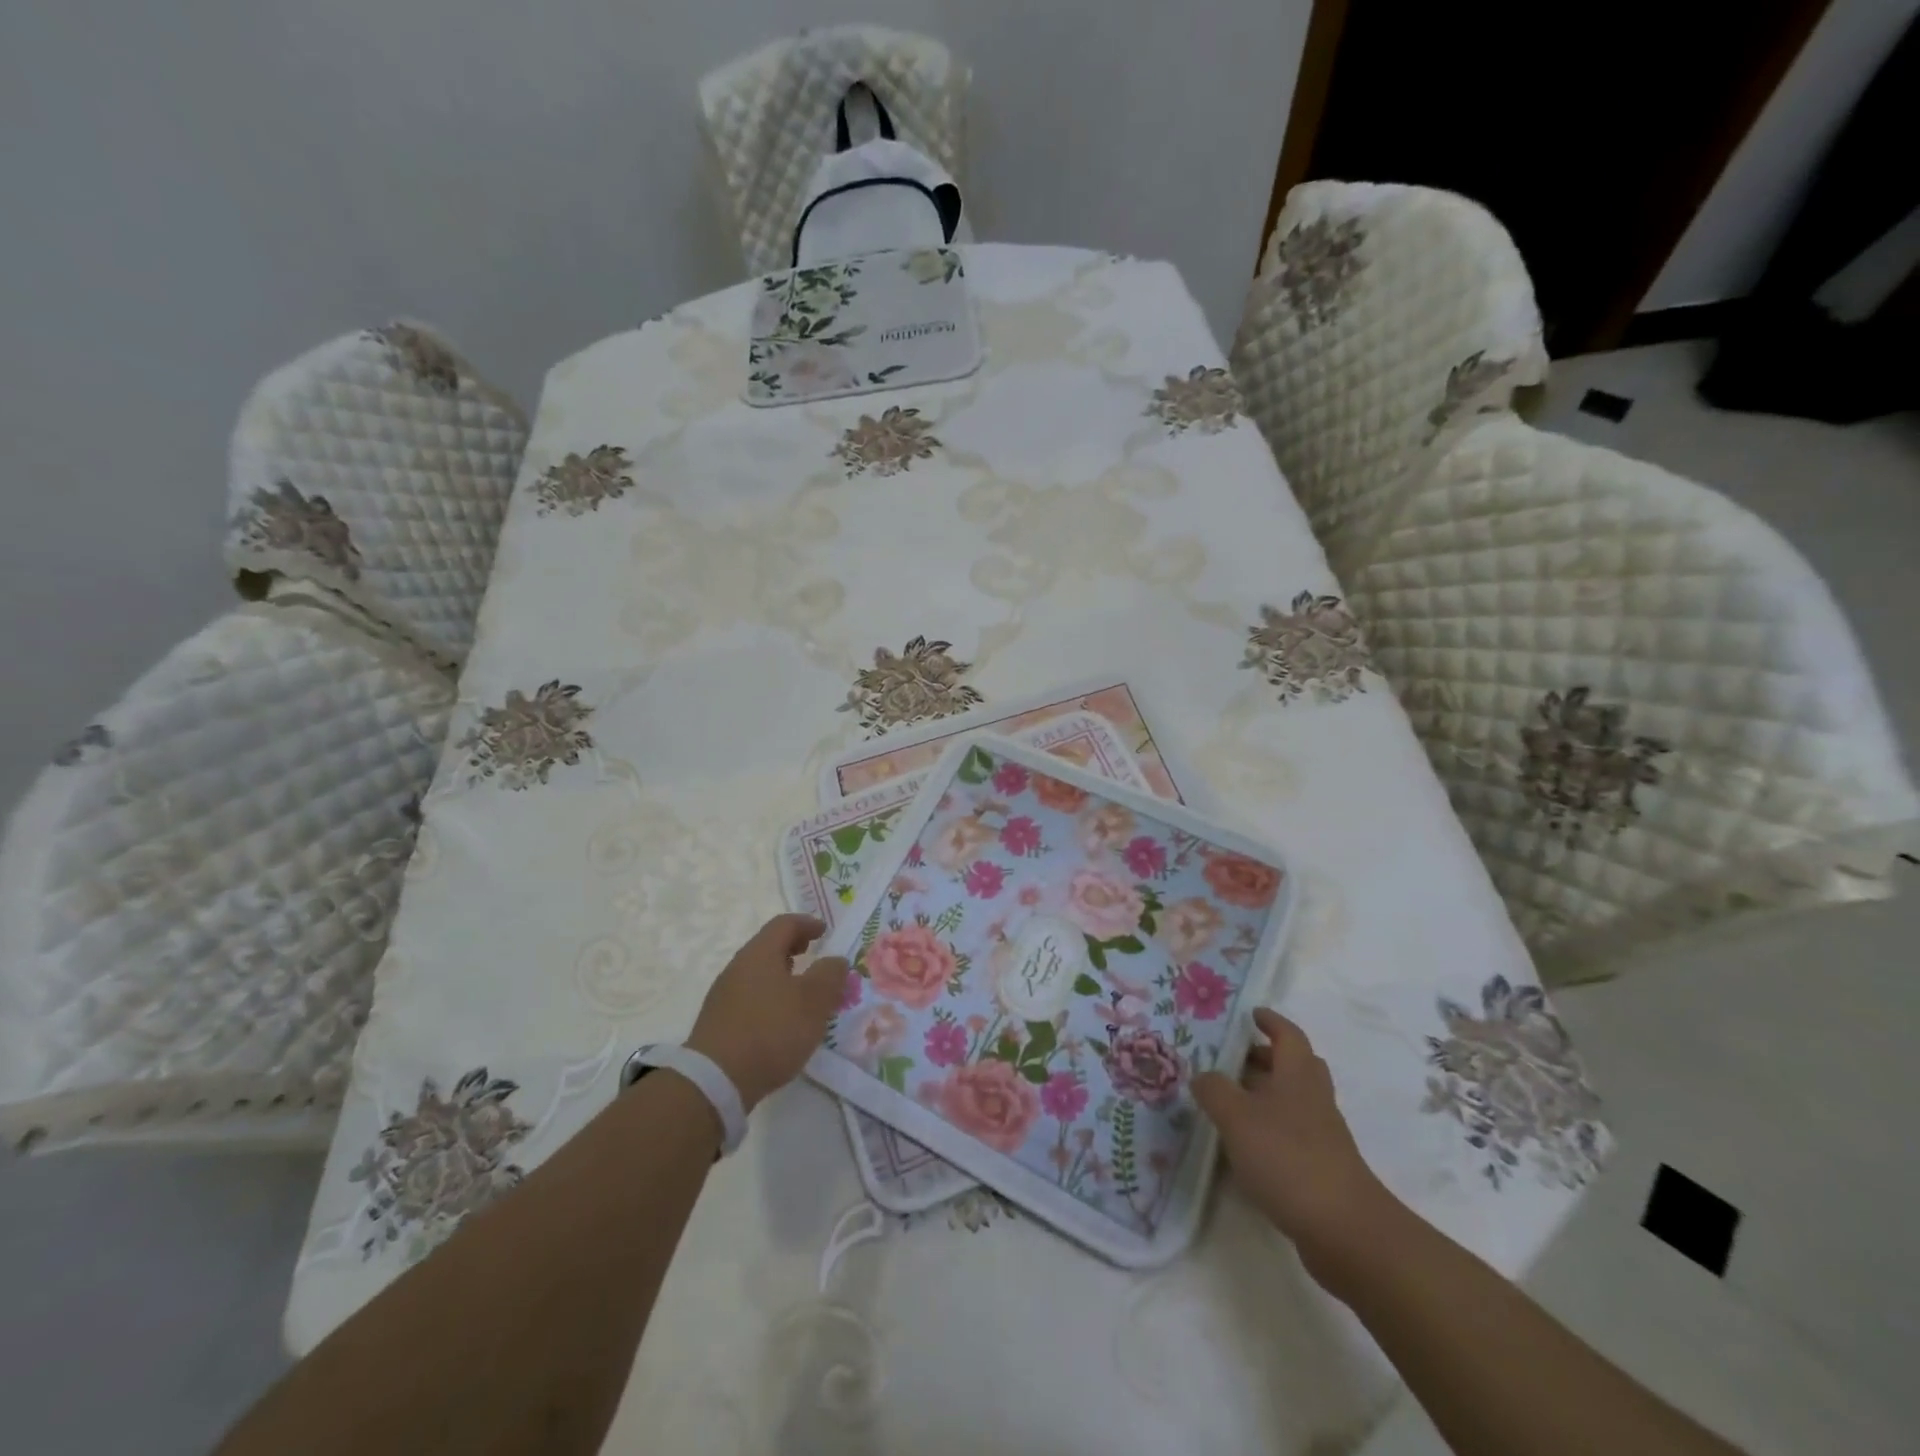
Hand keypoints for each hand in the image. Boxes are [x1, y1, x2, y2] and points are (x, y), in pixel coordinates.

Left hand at [686, 914, 849, 1111]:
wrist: (715, 1081)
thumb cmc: (771, 1030)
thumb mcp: (813, 1001)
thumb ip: (829, 975)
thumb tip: (835, 960)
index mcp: (760, 954)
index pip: (784, 924)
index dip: (807, 923)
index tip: (824, 931)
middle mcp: (737, 968)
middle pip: (767, 947)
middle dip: (792, 948)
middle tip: (812, 955)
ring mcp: (724, 996)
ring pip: (757, 974)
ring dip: (781, 976)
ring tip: (801, 993)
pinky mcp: (718, 1024)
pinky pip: (749, 998)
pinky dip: (769, 998)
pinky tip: (780, 1022)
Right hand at [1193, 1008, 1397, 1288]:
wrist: (1345, 1230)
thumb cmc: (1288, 1158)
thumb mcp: (1237, 1117)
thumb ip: (1214, 1090)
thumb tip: (1202, 1075)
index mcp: (1297, 1076)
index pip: (1288, 1035)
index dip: (1271, 1021)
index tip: (1252, 1014)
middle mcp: (1313, 1099)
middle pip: (1295, 1066)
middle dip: (1267, 1057)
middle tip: (1235, 1058)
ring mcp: (1322, 1136)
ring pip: (1294, 1100)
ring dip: (1266, 1094)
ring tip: (1230, 1101)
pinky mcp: (1321, 1169)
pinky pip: (1292, 1134)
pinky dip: (1270, 1129)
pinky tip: (1245, 1145)